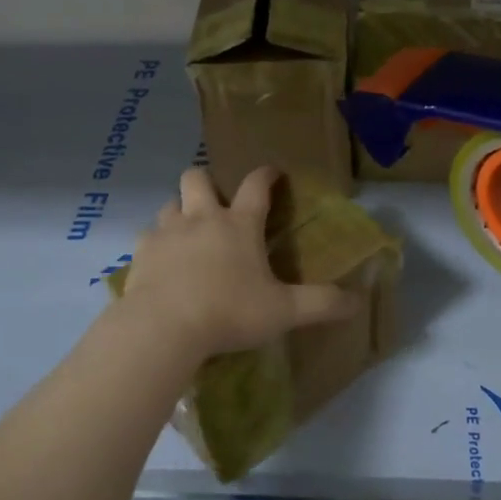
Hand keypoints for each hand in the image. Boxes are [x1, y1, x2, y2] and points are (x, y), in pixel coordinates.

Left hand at [119, 167, 358, 362]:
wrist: (163, 327)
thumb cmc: (229, 312)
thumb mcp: (284, 312)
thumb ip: (321, 304)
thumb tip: (358, 302)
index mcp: (239, 225)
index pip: (256, 186)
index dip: (266, 175)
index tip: (272, 172)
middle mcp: (201, 218)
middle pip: (196, 177)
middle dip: (205, 182)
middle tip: (214, 202)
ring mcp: (167, 232)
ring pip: (169, 204)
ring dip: (179, 212)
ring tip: (187, 233)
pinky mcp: (141, 253)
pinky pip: (147, 237)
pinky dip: (156, 244)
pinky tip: (161, 263)